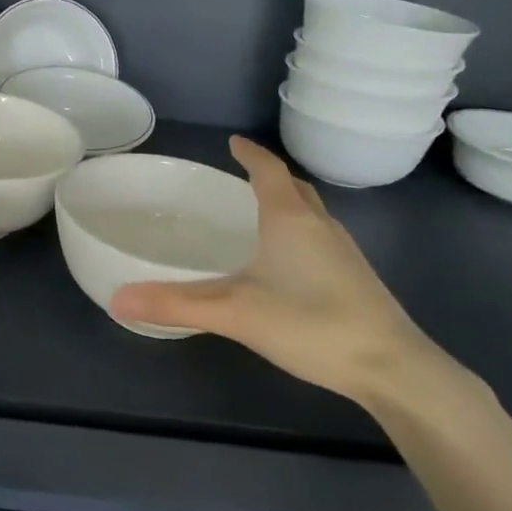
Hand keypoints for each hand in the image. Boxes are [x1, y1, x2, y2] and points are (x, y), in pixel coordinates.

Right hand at [110, 136, 445, 403]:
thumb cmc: (312, 325)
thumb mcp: (235, 313)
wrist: (393, 368)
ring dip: (286, 204)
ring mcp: (344, 254)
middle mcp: (320, 227)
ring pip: (311, 214)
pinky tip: (286, 264)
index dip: (250, 154)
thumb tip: (117, 299)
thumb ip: (175, 304)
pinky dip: (299, 233)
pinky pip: (320, 238)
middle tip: (241, 177)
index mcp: (290, 220)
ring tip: (259, 214)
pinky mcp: (355, 279)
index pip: (268, 171)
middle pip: (294, 188)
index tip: (233, 142)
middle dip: (268, 177)